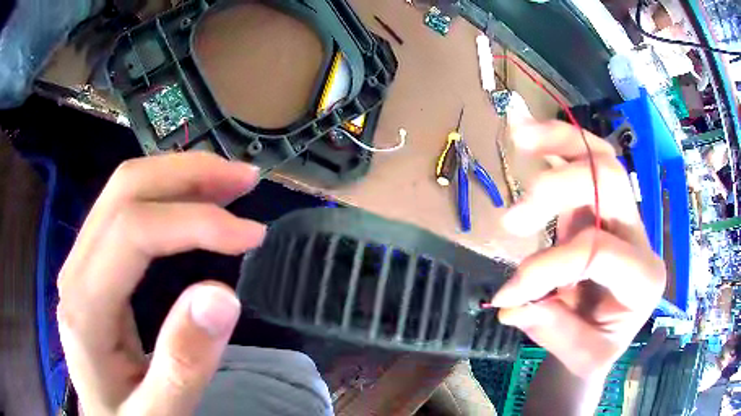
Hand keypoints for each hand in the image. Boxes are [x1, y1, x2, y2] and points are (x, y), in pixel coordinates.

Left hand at [57, 153, 265, 414]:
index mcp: (85, 306)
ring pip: (125, 189)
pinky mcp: (94, 261)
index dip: (195, 221)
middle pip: (125, 189)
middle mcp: (76, 267)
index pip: (133, 230)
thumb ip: (183, 364)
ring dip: (180, 175)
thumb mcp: (159, 412)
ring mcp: (82, 259)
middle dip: (189, 174)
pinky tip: (194, 201)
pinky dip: (167, 193)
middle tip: (245, 180)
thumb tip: (222, 296)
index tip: (253, 234)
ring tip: (228, 183)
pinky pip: (126, 207)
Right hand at [492, 120, 665, 378]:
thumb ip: (553, 331)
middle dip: (559, 189)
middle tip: (513, 218)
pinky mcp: (600, 206)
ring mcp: (621, 215)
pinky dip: (557, 143)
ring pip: (600, 157)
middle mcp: (639, 236)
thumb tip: (512, 304)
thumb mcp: (583, 357)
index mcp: (644, 278)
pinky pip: (586, 161)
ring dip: (560, 141)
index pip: (598, 252)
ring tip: (520, 135)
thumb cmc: (599, 344)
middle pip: (609, 183)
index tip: (507, 294)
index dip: (547, 269)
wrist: (606, 332)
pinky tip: (529, 135)